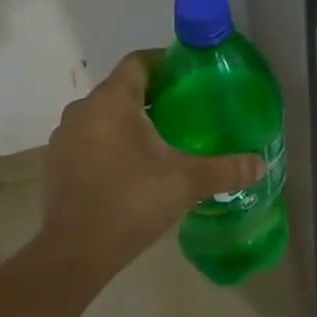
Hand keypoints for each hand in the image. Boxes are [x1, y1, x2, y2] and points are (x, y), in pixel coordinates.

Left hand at [37, 50, 263, 272]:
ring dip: (131, 121)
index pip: (138, 62)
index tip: (191, 76)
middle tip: (187, 110)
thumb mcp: (187, 182)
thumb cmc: (131, 202)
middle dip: (154, 95)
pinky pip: (91, 139)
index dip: (165, 62)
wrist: (73, 254)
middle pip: (122, 88)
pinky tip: (135, 167)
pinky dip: (113, 143)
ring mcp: (65, 138)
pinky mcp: (57, 164)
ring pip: (104, 115)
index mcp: (112, 101)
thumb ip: (226, 169)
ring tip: (164, 139)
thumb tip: (259, 164)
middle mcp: (83, 111)